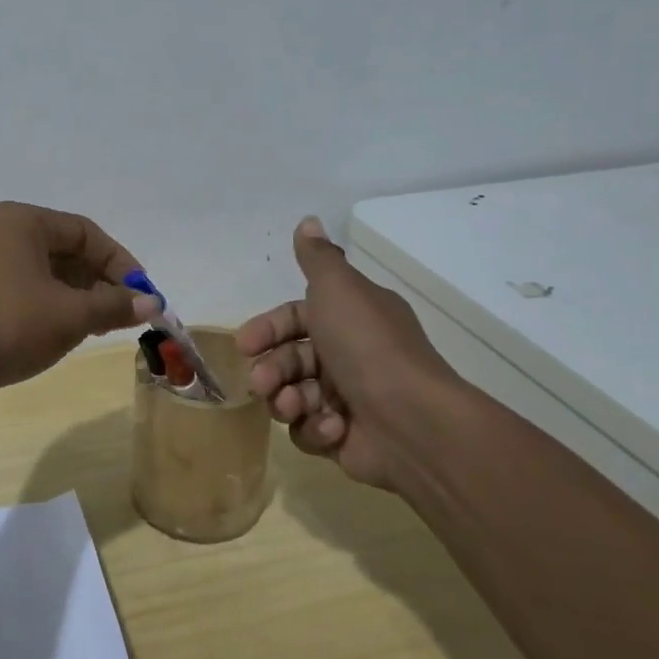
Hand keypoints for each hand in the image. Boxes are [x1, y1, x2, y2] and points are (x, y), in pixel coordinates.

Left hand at [0, 202, 161, 395]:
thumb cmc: (6, 324)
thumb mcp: (69, 315)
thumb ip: (113, 306)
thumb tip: (152, 303)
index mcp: (21, 221)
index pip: (86, 233)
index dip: (120, 263)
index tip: (142, 295)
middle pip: (63, 251)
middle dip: (97, 283)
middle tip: (120, 315)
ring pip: (41, 272)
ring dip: (73, 297)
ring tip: (93, 328)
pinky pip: (18, 288)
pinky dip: (45, 305)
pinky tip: (55, 333)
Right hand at [237, 216, 469, 489]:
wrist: (412, 422)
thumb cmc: (368, 348)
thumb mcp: (339, 289)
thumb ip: (318, 257)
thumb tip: (308, 220)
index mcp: (352, 319)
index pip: (296, 318)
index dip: (268, 329)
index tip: (245, 344)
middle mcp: (349, 355)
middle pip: (289, 359)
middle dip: (271, 371)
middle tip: (263, 383)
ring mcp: (347, 399)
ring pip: (292, 395)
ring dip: (286, 400)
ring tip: (294, 407)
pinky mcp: (344, 438)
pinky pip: (309, 430)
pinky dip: (315, 429)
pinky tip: (332, 428)